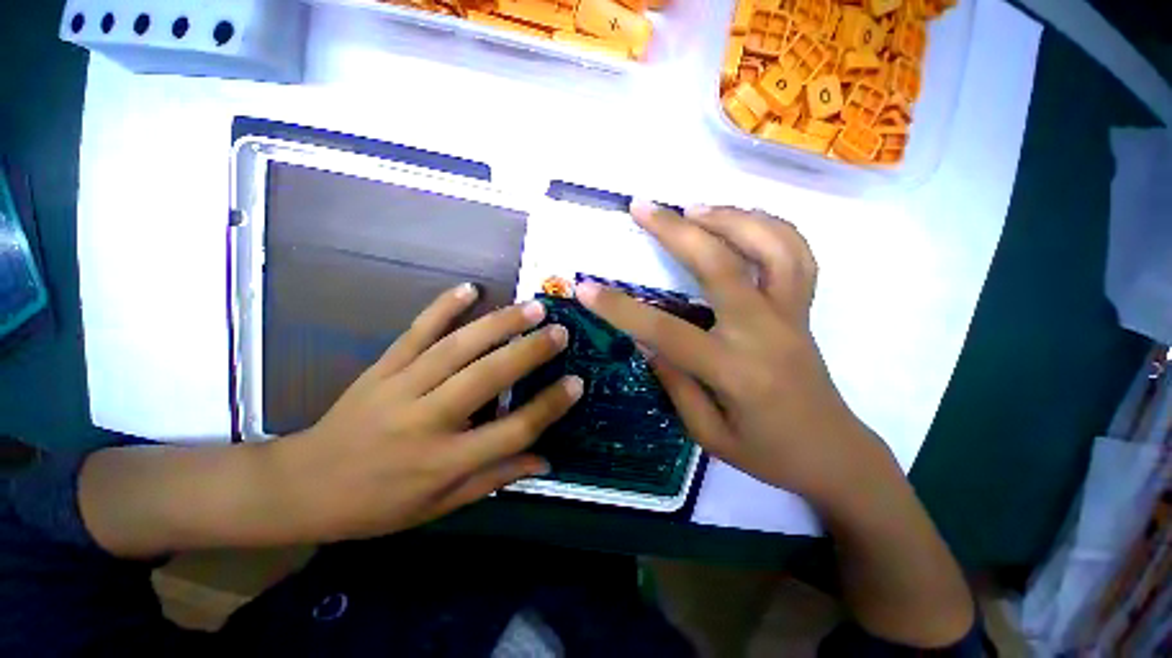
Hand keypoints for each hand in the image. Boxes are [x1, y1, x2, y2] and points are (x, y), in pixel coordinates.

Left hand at [273, 284, 582, 542]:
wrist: (301, 486)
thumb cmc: (378, 505)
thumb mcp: (440, 506)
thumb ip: (495, 477)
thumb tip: (545, 460)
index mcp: (443, 462)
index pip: (511, 431)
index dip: (548, 406)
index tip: (576, 383)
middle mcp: (427, 420)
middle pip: (487, 378)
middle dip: (529, 351)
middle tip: (559, 331)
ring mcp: (400, 387)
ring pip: (457, 348)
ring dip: (498, 324)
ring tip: (531, 307)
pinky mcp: (381, 367)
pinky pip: (416, 331)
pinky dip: (443, 306)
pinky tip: (470, 288)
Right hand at [577, 203, 888, 506]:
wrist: (833, 454)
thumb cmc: (767, 453)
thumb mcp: (707, 435)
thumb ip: (675, 383)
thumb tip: (647, 341)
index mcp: (734, 372)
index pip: (666, 331)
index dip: (620, 309)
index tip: (585, 288)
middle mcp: (765, 332)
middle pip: (721, 266)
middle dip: (676, 232)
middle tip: (642, 207)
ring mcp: (792, 315)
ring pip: (771, 246)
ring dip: (730, 217)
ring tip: (692, 208)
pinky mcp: (805, 309)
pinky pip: (797, 254)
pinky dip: (769, 226)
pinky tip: (740, 221)